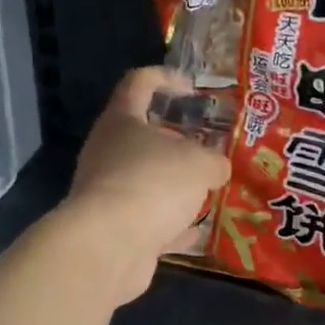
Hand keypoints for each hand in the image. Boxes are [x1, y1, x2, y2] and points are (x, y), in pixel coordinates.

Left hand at [60, 67, 231, 305]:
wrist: (109, 246)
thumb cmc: (154, 183)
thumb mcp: (200, 164)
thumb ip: (214, 161)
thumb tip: (216, 168)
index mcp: (122, 120)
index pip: (139, 82)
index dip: (166, 79)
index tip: (192, 88)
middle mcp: (108, 151)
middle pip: (143, 136)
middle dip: (178, 142)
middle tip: (209, 148)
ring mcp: (107, 191)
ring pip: (146, 179)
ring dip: (174, 185)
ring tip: (209, 189)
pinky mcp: (112, 228)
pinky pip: (147, 219)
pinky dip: (170, 223)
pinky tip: (196, 230)